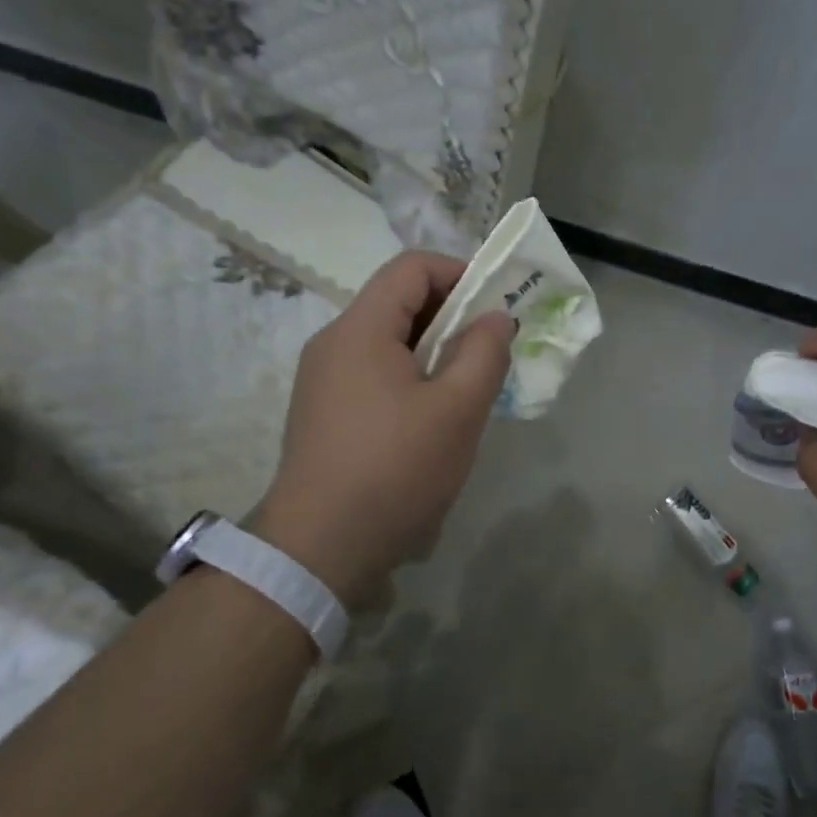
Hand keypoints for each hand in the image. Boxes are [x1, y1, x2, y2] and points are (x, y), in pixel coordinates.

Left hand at [247, 251, 512, 607]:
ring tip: (468, 388)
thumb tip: (495, 317)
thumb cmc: (395, 471)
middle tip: (492, 349)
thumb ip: (484, 352)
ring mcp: (323, 379)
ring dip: (435, 350)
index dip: (460, 272)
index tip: (497, 304)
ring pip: (389, 341)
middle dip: (453, 315)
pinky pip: (374, 373)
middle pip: (399, 301)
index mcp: (360, 329)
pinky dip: (411, 377)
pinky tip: (433, 419)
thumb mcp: (457, 411)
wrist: (319, 549)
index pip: (412, 267)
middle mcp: (334, 342)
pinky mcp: (323, 412)